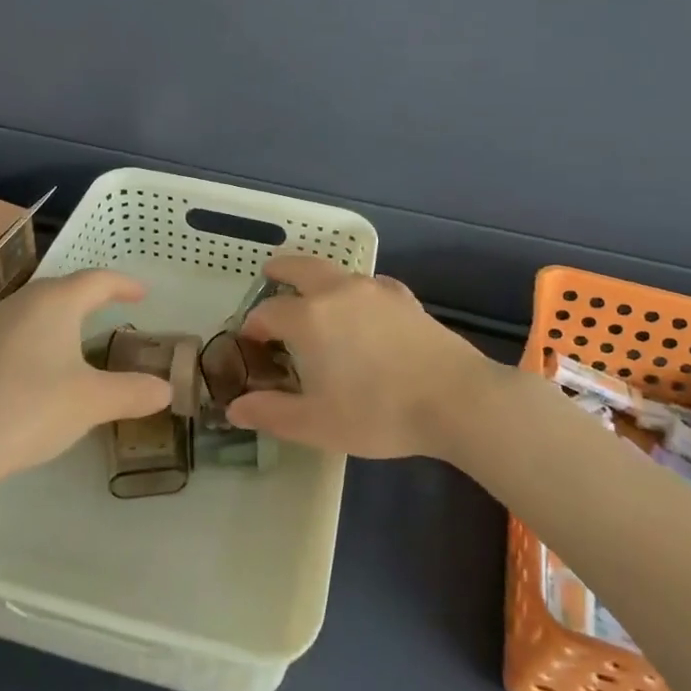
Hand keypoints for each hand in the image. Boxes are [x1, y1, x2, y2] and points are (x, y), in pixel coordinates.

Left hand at [0, 270, 167, 488]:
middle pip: (64, 287)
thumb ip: (133, 392)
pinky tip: (43, 364)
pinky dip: (41, 335)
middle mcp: (21, 304)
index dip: (124, 284)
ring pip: (37, 308)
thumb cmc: (32, 409)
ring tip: (82, 333)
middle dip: (92, 295)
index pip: (97, 280)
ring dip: (64, 314)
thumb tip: (166, 389)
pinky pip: (18, 330)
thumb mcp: (93, 402)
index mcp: (54, 303)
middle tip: (115, 307)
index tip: (143, 294)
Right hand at [227, 255, 505, 459]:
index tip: (252, 343)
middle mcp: (337, 292)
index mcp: (309, 318)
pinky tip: (364, 308)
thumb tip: (235, 408)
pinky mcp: (404, 298)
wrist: (455, 399)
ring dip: (317, 278)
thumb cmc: (378, 413)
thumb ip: (272, 413)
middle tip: (269, 275)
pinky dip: (355, 290)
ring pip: (336, 272)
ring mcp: (375, 290)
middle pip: (300, 266)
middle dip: (280, 270)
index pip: (268, 312)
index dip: (254, 326)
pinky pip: (370, 285)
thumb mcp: (317, 423)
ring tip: (314, 297)